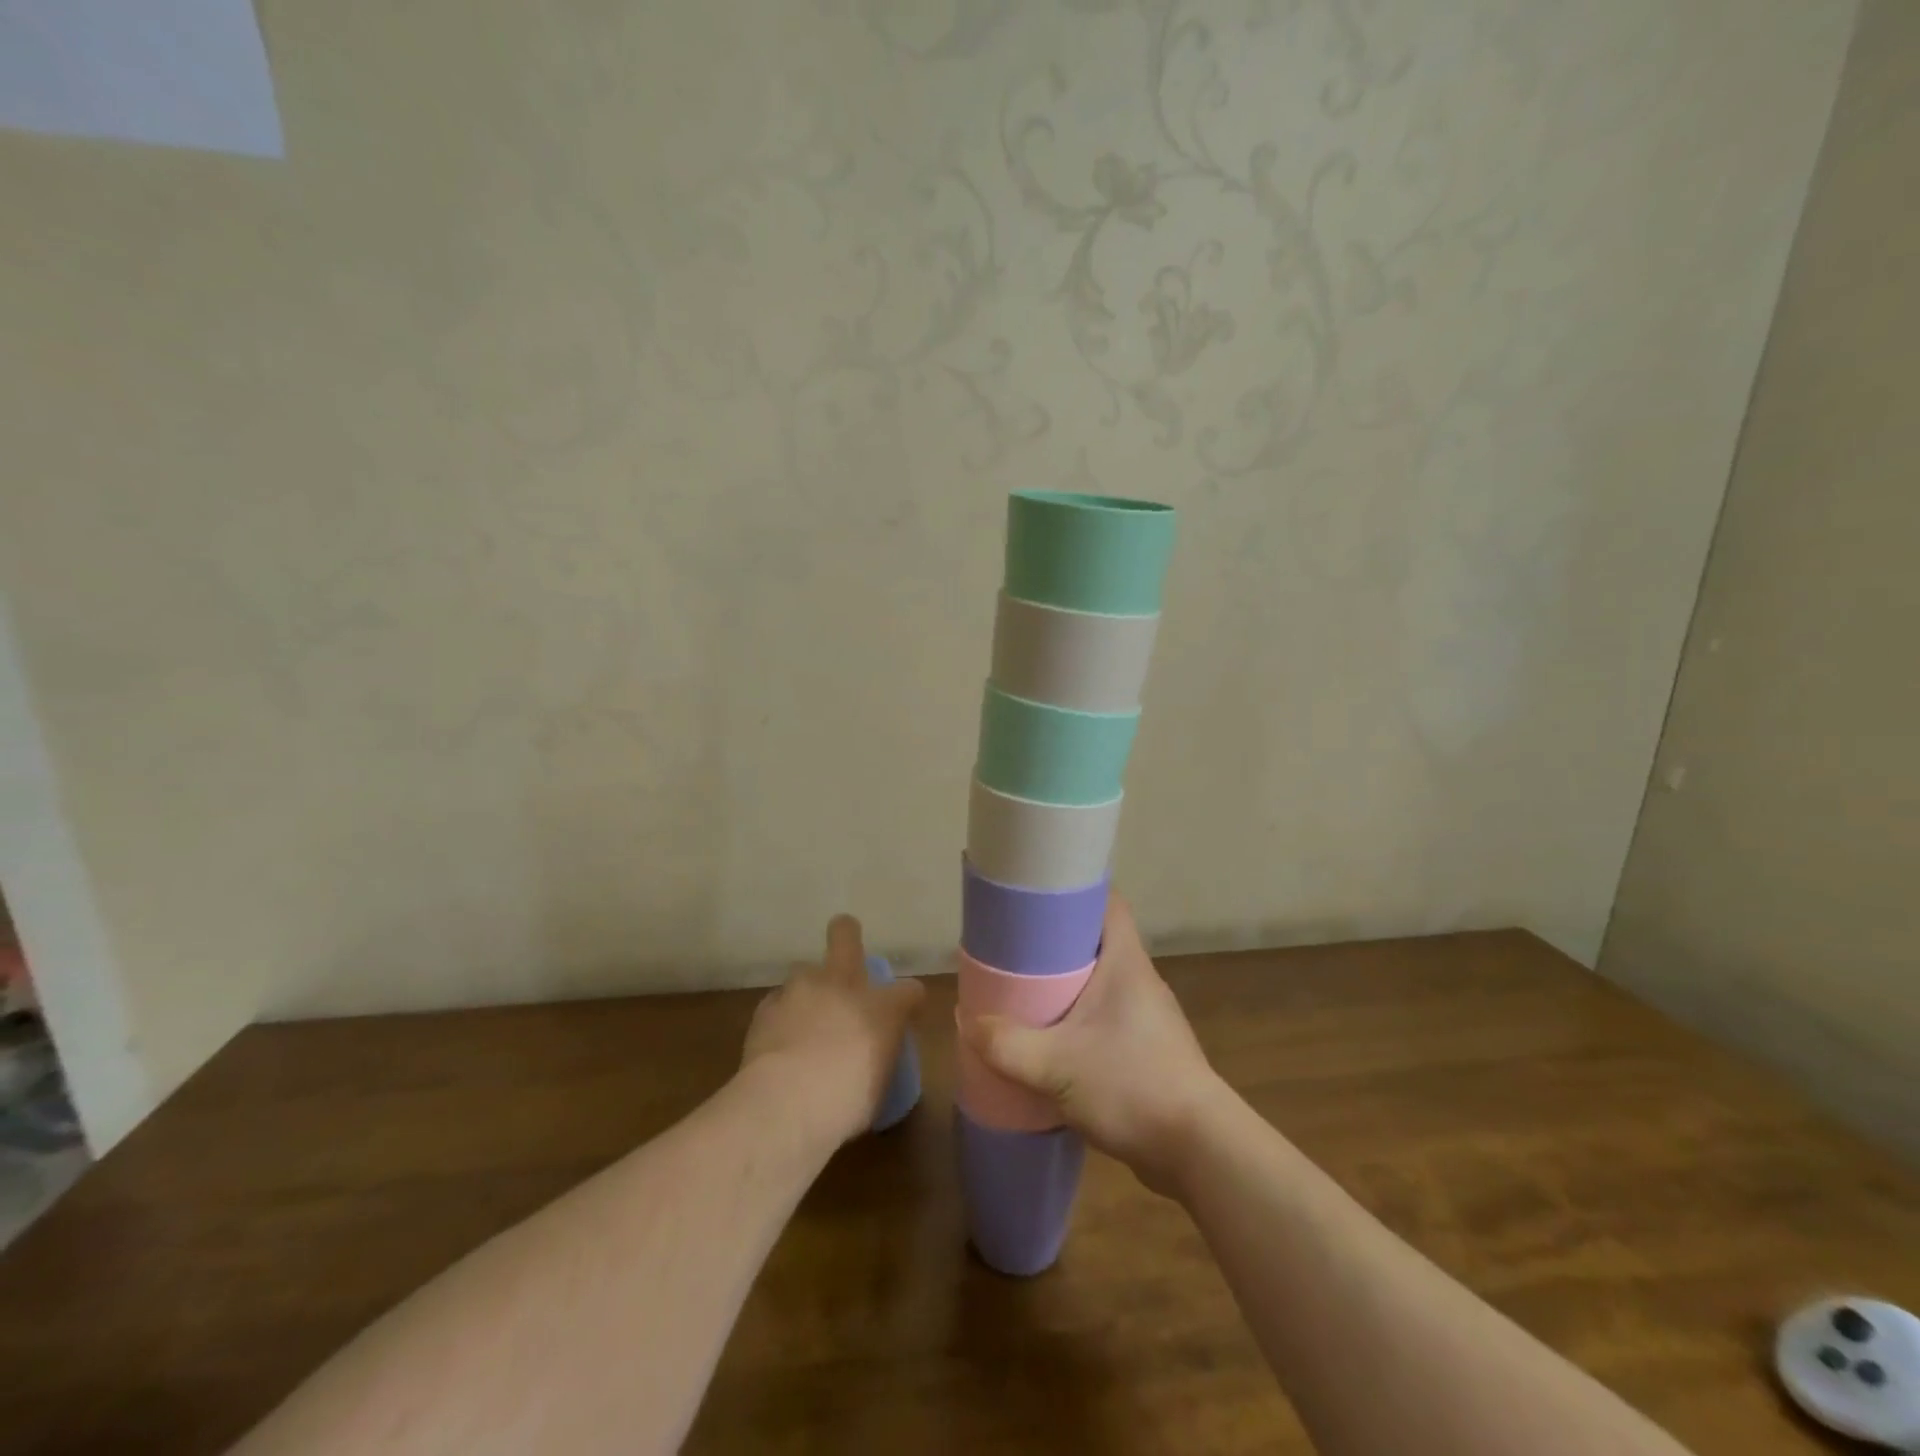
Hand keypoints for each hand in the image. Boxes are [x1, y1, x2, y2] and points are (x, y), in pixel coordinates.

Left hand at [741, 914, 924, 1146]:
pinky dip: (781, 1017)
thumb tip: (871, 1060)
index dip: (909, 999)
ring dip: (808, 988)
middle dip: (846, 933)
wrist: (785, 1104)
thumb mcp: (877, 1088)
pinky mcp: (767, 1007)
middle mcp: (844, 986)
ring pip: (805, 970)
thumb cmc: (845, 1102)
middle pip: (846, 934)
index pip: (909, 990)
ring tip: (804, 1016)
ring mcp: (801, 990)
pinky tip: (778, 1040)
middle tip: (845, 950)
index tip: (907, 1012)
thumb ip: (878, 1060)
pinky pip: (777, 1003)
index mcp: (882, 1008)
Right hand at [961, 894, 1225, 1194]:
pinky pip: (1105, 1019)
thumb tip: (965, 1021)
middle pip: (1096, 942)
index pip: (1107, 903)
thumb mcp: (1056, 1065)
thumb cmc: (1131, 1084)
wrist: (1199, 1150)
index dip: (1073, 892)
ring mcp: (1147, 1017)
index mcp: (1126, 962)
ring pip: (1099, 983)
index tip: (1035, 896)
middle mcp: (1140, 980)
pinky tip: (1052, 1042)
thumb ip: (1006, 1044)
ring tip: (1024, 993)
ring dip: (1066, 986)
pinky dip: (1079, 1021)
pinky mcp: (1148, 1050)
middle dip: (1056, 943)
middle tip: (1014, 949)